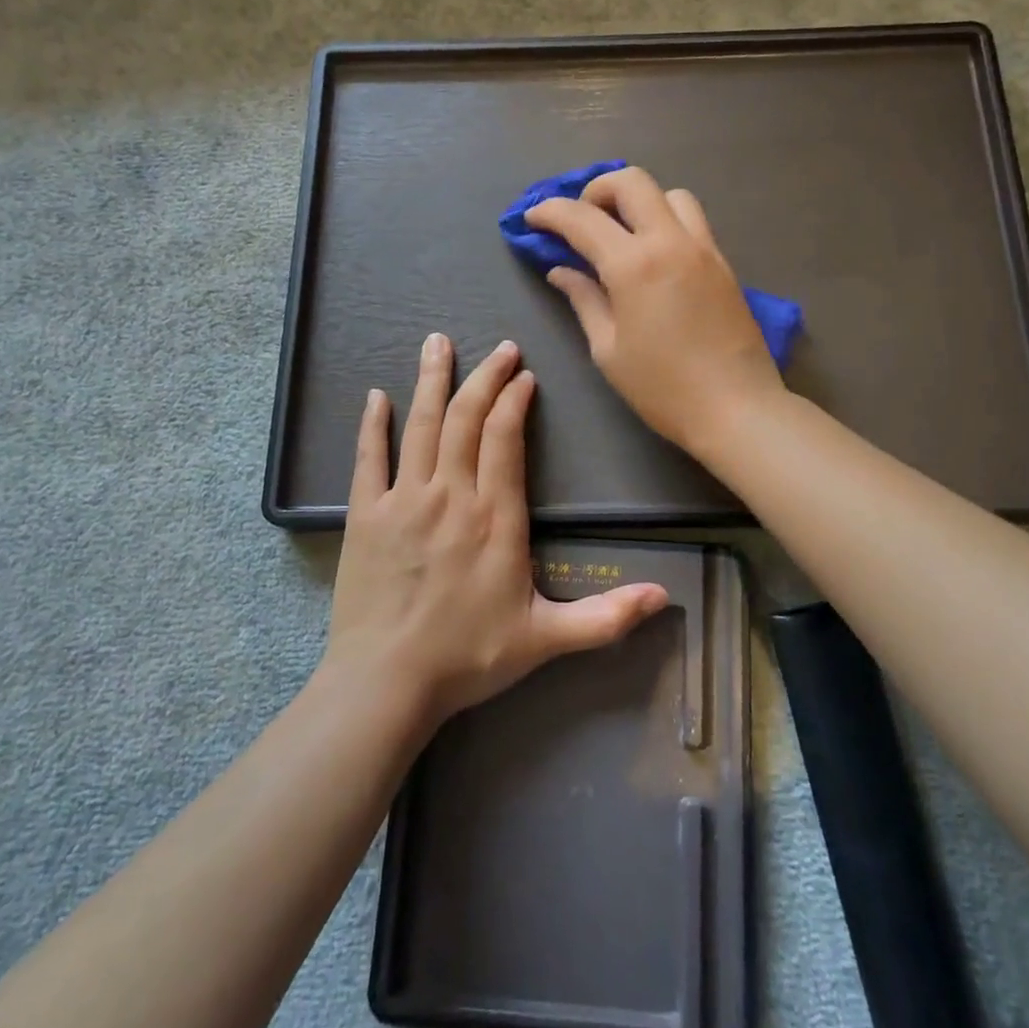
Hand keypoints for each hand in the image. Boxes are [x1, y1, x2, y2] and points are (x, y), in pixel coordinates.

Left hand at [325, 333, 668, 723]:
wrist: (386, 684)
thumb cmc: (468, 658)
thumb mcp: (546, 641)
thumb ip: (605, 617)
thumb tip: (664, 597)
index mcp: (495, 517)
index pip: (506, 439)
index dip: (515, 400)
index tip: (524, 376)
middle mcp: (451, 495)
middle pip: (467, 419)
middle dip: (485, 377)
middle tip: (500, 348)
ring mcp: (403, 501)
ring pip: (421, 425)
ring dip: (432, 381)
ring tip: (438, 343)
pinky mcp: (364, 515)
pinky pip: (368, 458)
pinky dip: (372, 424)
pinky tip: (376, 396)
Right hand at [526, 166, 786, 452]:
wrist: (736, 408)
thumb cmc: (662, 388)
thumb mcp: (608, 349)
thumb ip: (584, 300)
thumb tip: (561, 271)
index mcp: (634, 265)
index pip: (582, 218)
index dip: (550, 212)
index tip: (532, 218)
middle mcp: (670, 242)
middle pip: (631, 181)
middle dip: (596, 190)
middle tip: (580, 220)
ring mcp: (703, 248)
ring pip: (669, 194)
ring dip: (638, 201)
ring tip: (622, 234)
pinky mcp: (723, 263)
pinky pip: (692, 221)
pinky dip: (665, 220)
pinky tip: (654, 255)